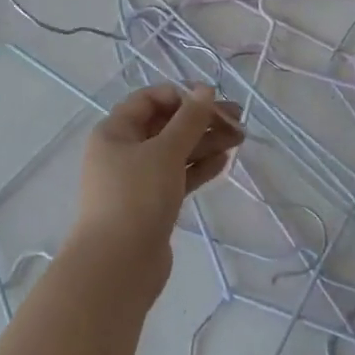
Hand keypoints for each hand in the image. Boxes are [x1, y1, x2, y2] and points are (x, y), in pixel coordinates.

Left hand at [70, 85, 243, 284]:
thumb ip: (189, 120)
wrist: (118, 264)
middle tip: (238, 121)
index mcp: (115, 131)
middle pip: (165, 126)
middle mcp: (122, 151)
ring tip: (239, 139)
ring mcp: (137, 180)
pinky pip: (177, 176)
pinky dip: (198, 167)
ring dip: (205, 143)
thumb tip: (205, 90)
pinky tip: (224, 161)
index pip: (149, 100)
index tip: (213, 101)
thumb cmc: (137, 197)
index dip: (181, 96)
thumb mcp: (165, 151)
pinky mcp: (151, 204)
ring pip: (174, 152)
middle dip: (201, 121)